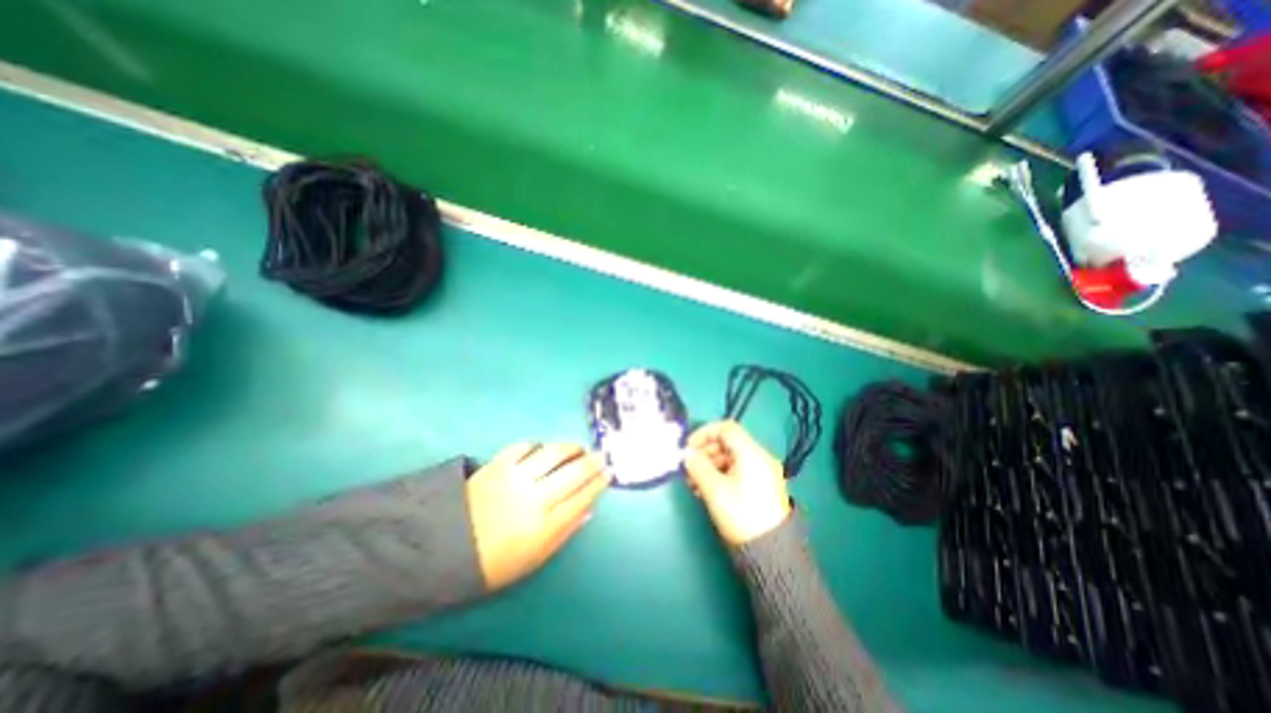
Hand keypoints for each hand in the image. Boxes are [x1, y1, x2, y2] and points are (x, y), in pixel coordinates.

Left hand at [465, 441, 608, 589]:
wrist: (443, 548)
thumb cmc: (493, 561)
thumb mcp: (534, 559)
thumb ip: (564, 533)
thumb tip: (589, 510)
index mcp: (545, 525)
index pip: (583, 496)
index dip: (599, 483)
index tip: (609, 473)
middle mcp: (535, 497)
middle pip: (574, 472)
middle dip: (592, 462)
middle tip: (601, 456)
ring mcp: (516, 477)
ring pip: (553, 454)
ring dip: (571, 448)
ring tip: (578, 448)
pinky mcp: (498, 464)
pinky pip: (525, 447)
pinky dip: (538, 445)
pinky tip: (544, 449)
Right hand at [681, 420, 790, 549]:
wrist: (771, 551)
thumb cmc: (741, 514)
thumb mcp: (714, 489)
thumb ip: (697, 467)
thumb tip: (686, 454)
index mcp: (751, 453)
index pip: (726, 428)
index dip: (704, 433)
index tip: (688, 447)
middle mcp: (758, 457)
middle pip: (727, 443)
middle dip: (704, 452)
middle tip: (688, 467)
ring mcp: (761, 472)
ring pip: (729, 458)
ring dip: (709, 465)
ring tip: (693, 483)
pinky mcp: (759, 486)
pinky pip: (736, 471)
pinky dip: (719, 475)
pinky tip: (705, 490)